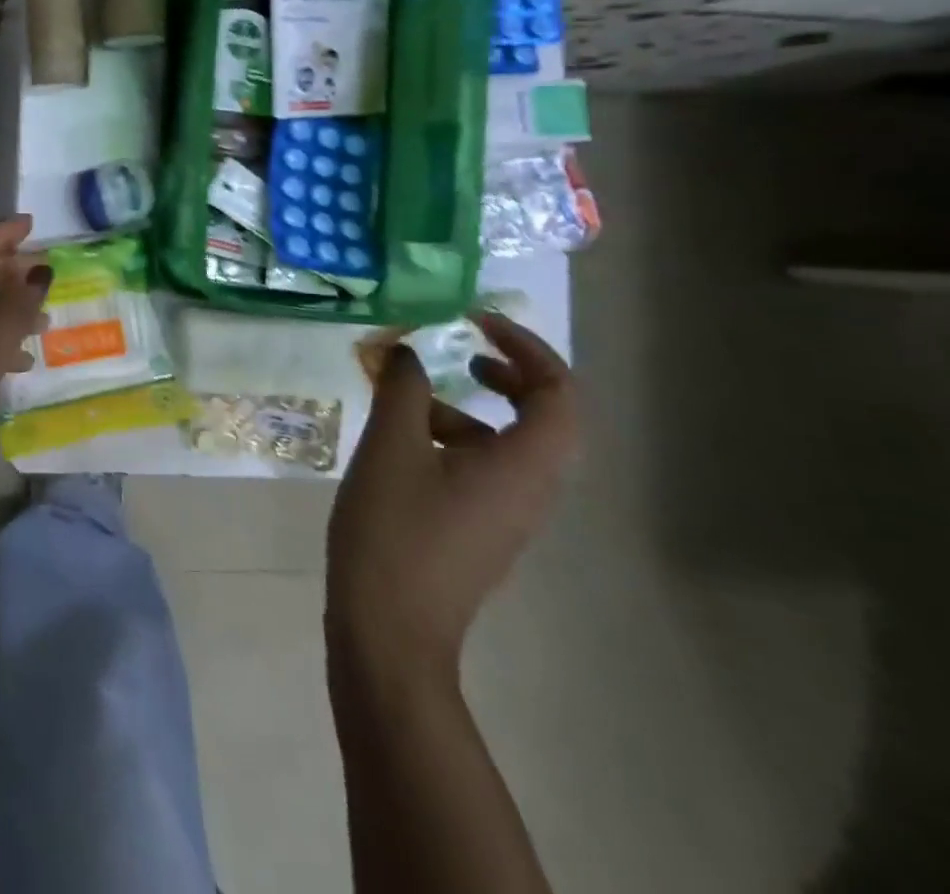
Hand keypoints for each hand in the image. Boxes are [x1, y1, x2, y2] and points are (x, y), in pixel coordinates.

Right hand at [327, 313, 579, 680]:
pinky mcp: (481, 529)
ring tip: (410, 397)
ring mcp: (509, 514)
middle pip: (547, 417)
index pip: (559, 392)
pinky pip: (486, 467)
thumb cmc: (394, 529)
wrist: (390, 628)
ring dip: (471, 407)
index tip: (474, 321)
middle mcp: (532, 489)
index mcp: (523, 465)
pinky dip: (455, 439)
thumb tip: (407, 351)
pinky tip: (400, 443)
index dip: (525, 347)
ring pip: (511, 443)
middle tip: (465, 349)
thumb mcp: (390, 446)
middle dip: (509, 373)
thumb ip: (403, 388)